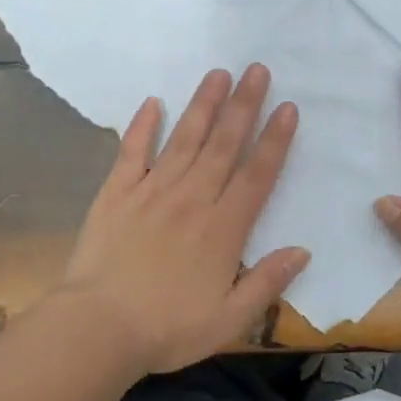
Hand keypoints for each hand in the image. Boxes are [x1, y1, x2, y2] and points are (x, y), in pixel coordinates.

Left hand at [57, 64, 308, 374]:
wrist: (98, 330)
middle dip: (244, 105)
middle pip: (223, 145)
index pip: (257, 175)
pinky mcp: (116, 194)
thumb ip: (267, 283)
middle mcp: (192, 199)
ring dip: (203, 105)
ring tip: (218, 73)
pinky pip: (132, 152)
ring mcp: (152, 191)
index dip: (275, 140)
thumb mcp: (229, 320)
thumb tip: (303, 251)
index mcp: (223, 228)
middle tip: (257, 70)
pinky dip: (142, 126)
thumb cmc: (167, 329)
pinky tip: (152, 102)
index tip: (287, 108)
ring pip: (184, 139)